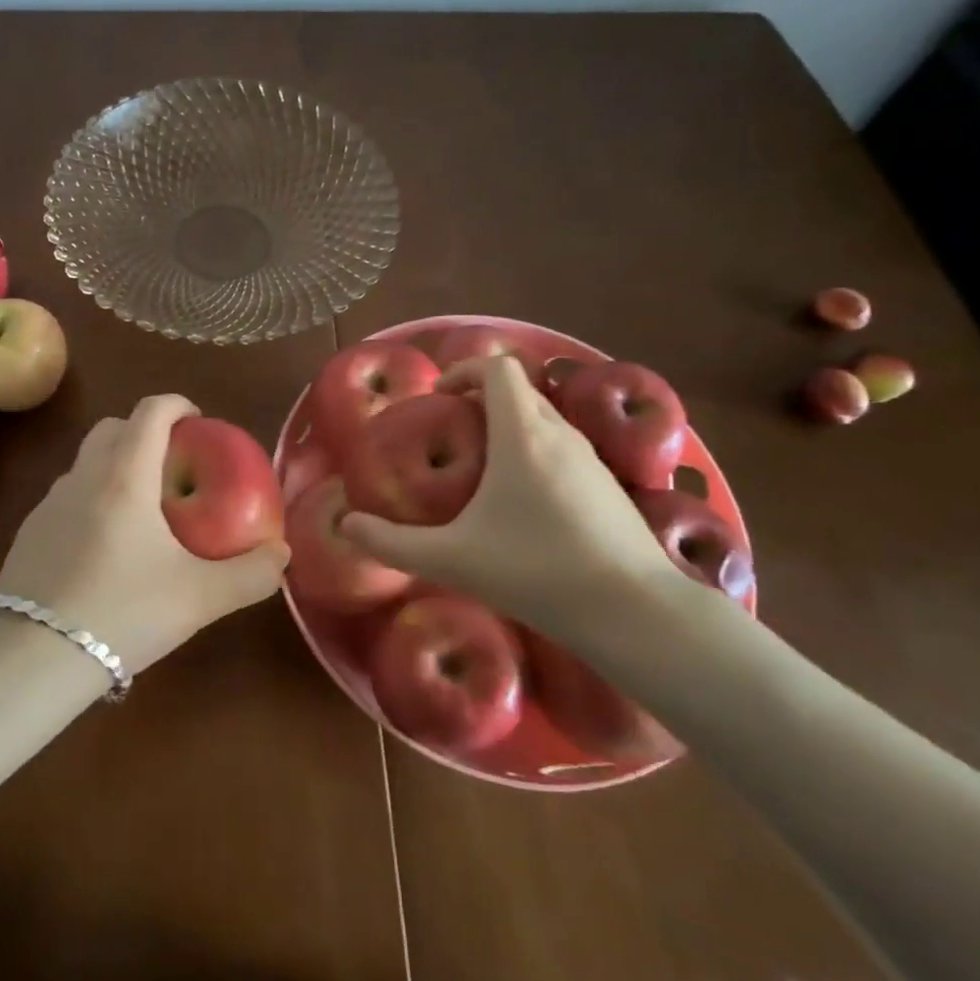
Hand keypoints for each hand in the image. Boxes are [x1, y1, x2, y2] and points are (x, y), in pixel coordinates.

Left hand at [0, 394, 290, 674]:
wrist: (34, 658)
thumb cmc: (123, 613)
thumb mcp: (200, 598)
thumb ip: (250, 575)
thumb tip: (280, 555)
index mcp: (125, 477)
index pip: (150, 412)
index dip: (178, 405)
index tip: (199, 420)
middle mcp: (83, 477)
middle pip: (113, 427)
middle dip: (145, 431)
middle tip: (174, 464)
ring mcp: (49, 504)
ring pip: (86, 462)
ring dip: (116, 465)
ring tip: (143, 510)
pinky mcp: (29, 532)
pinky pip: (67, 496)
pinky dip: (92, 499)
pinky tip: (105, 547)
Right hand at [340, 356, 690, 651]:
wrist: (633, 611)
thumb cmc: (535, 570)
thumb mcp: (450, 559)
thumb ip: (391, 543)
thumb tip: (346, 526)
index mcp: (522, 433)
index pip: (498, 368)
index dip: (464, 370)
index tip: (439, 399)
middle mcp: (560, 434)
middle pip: (520, 391)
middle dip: (483, 400)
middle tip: (454, 433)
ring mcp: (592, 460)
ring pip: (546, 421)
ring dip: (512, 428)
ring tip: (485, 469)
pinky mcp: (610, 487)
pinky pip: (565, 450)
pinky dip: (538, 454)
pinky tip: (526, 506)